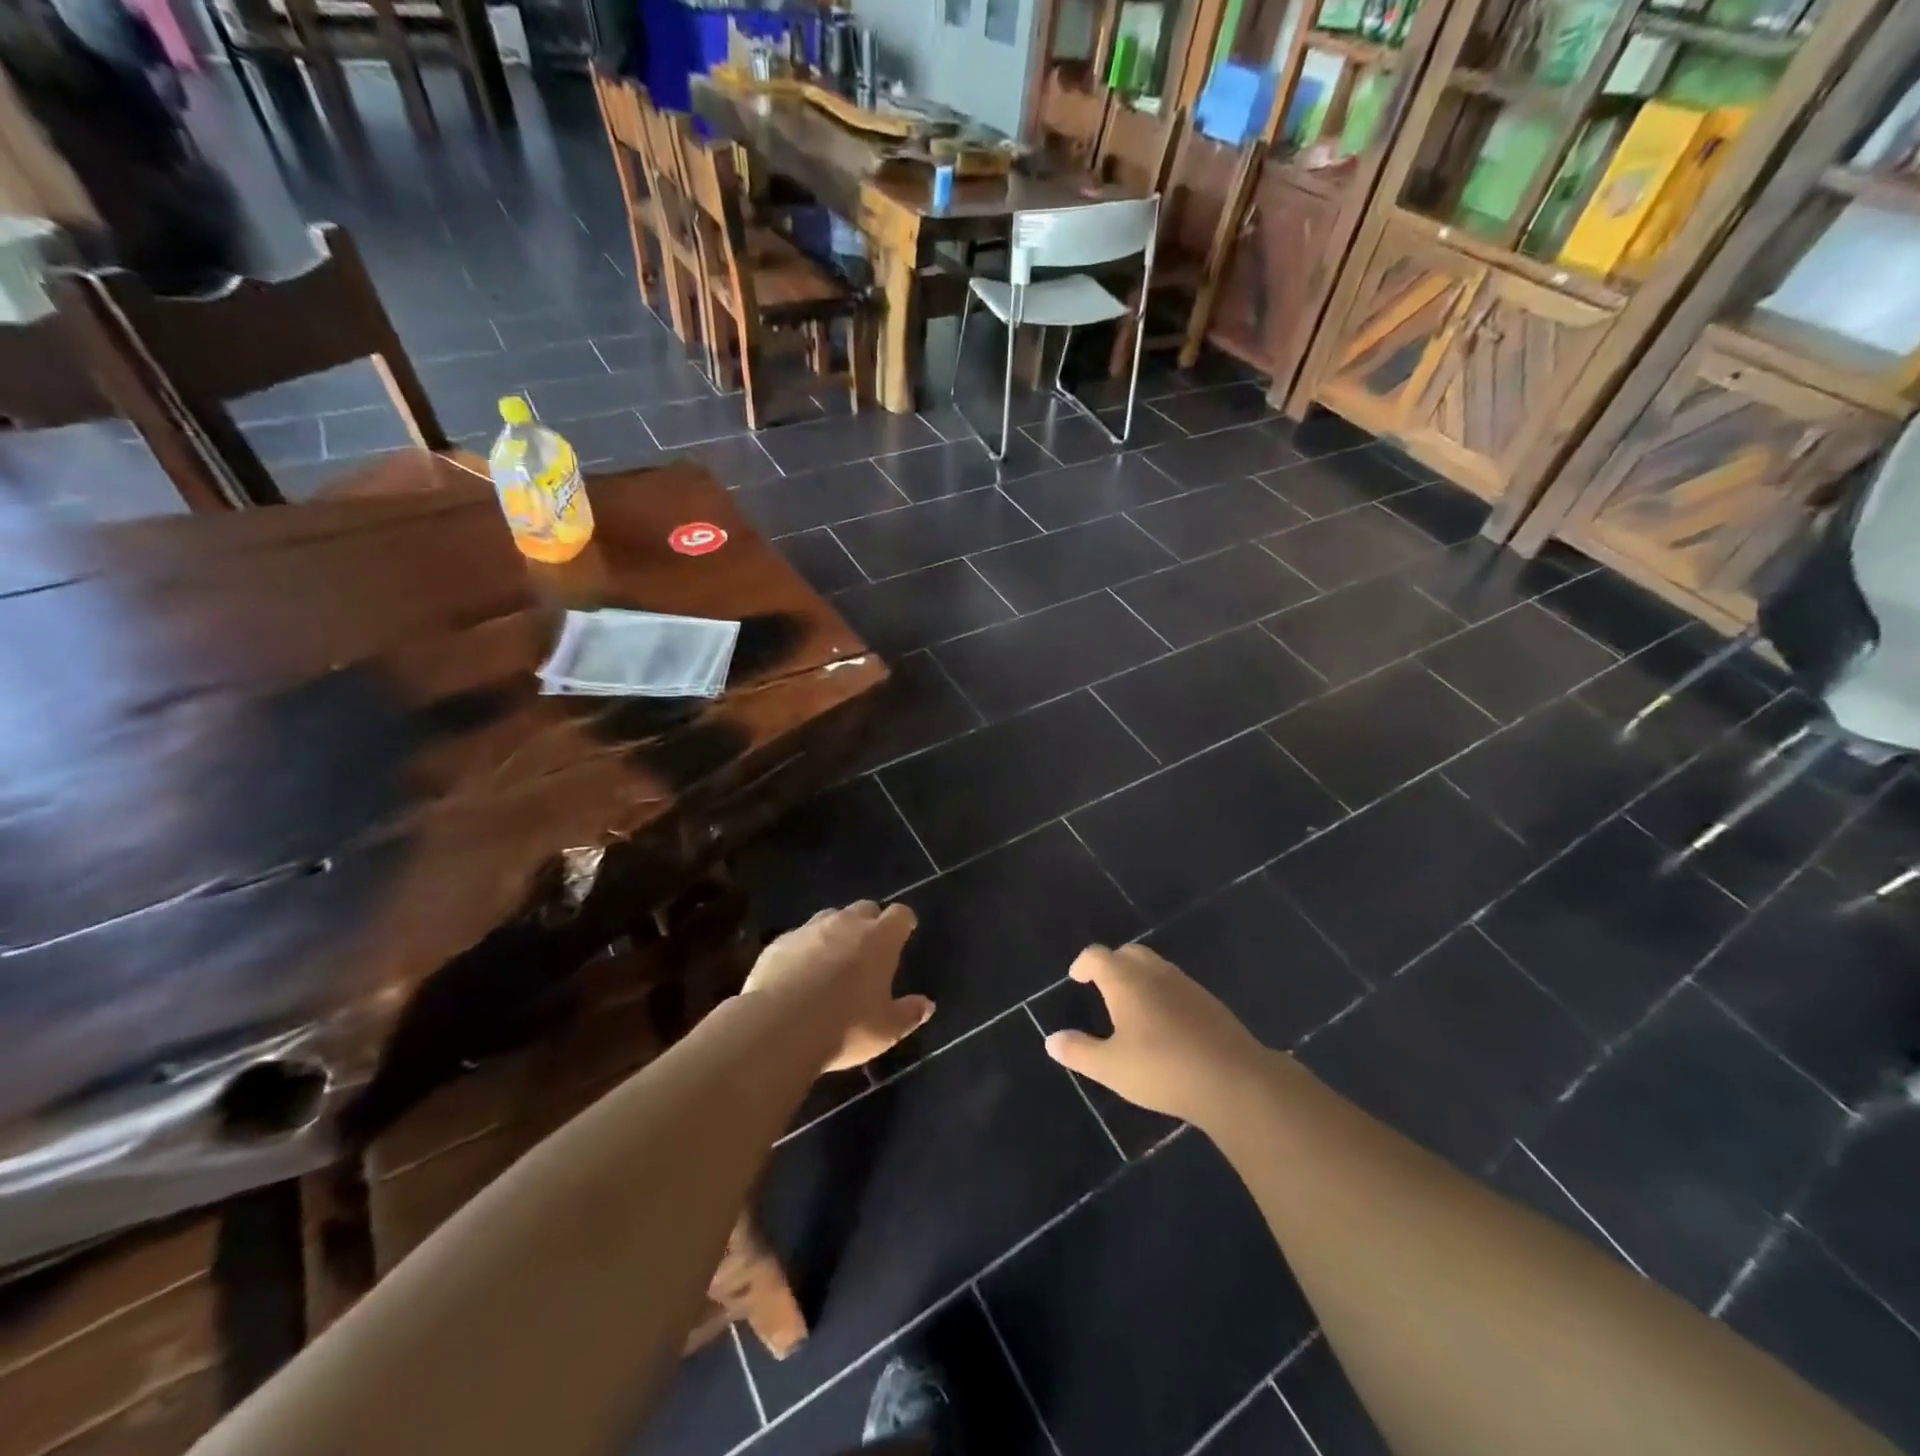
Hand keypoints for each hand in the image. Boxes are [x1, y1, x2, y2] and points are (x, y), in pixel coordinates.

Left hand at [742, 902, 933, 1071]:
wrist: (778, 1028)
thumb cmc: (845, 1027)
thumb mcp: (886, 1030)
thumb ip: (909, 1014)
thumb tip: (927, 1005)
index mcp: (879, 939)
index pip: (900, 914)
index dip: (904, 922)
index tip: (905, 933)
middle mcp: (846, 923)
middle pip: (865, 908)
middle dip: (870, 922)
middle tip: (869, 949)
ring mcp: (809, 929)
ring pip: (829, 917)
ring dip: (836, 931)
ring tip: (834, 959)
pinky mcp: (779, 942)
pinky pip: (798, 937)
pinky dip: (804, 948)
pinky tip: (799, 974)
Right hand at [1043, 944, 1263, 1122]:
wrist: (1232, 1079)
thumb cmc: (1162, 1069)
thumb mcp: (1111, 1067)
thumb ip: (1079, 1051)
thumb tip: (1051, 1040)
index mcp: (1125, 980)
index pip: (1097, 956)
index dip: (1084, 964)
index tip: (1077, 978)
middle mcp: (1154, 972)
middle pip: (1128, 953)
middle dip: (1112, 963)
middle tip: (1102, 985)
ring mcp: (1185, 984)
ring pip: (1155, 966)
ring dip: (1138, 976)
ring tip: (1131, 1004)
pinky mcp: (1208, 1001)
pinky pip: (1176, 984)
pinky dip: (1162, 992)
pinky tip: (1163, 1022)